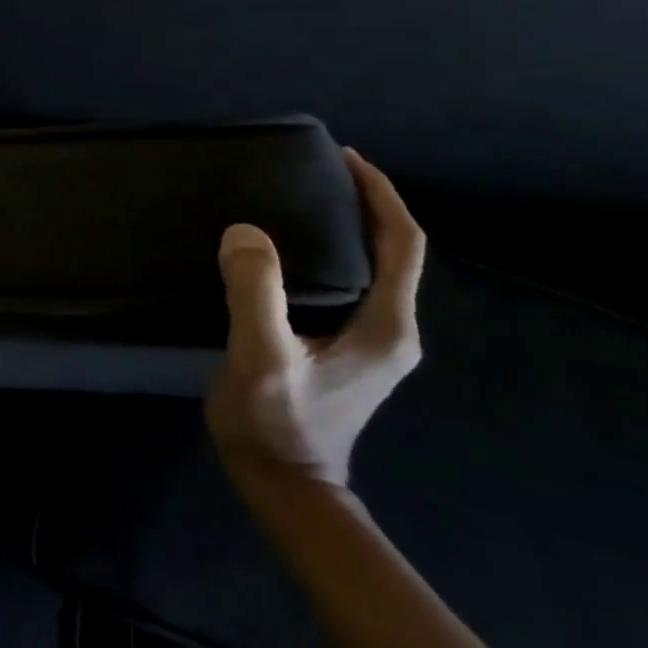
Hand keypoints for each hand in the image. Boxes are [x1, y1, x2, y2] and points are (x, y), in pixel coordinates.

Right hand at [206, 149, 425, 495]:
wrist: (286, 488)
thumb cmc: (277, 423)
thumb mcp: (261, 358)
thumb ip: (257, 293)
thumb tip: (246, 231)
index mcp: (385, 326)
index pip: (401, 245)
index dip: (379, 196)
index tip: (346, 159)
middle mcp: (391, 330)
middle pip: (391, 252)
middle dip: (363, 205)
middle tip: (314, 172)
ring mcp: (371, 344)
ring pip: (370, 269)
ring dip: (344, 229)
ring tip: (297, 199)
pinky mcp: (347, 351)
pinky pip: (347, 285)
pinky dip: (327, 255)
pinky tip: (286, 250)